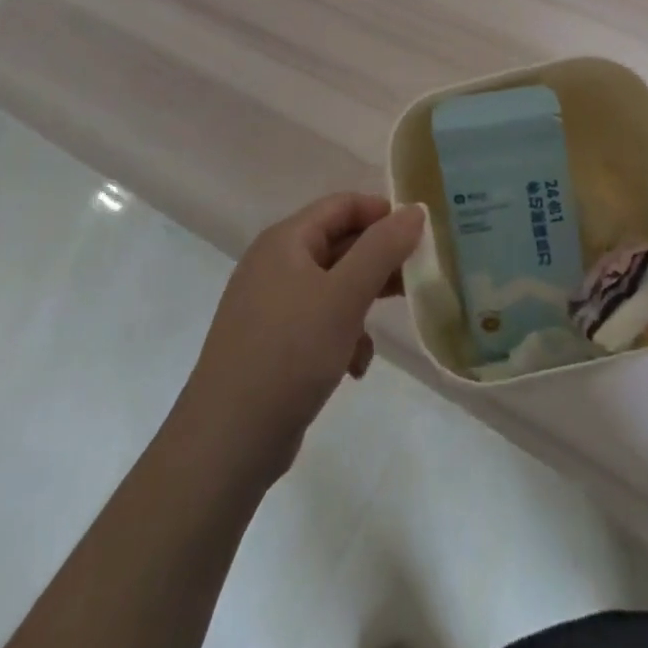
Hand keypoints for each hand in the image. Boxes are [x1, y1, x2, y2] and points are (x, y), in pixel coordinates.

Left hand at [180, 193, 426, 484]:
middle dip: (378, 261)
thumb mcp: (344, 296)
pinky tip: (355, 367)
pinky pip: (318, 322)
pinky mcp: (272, 344)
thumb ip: (382, 249)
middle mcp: (275, 264)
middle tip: (417, 277)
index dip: (382, 212)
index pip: (342, 205)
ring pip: (332, 287)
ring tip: (390, 323)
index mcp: (285, 241)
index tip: (420, 233)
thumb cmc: (289, 353)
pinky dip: (342, 335)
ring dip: (363, 302)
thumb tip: (414, 209)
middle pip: (339, 244)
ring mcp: (270, 305)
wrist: (227, 442)